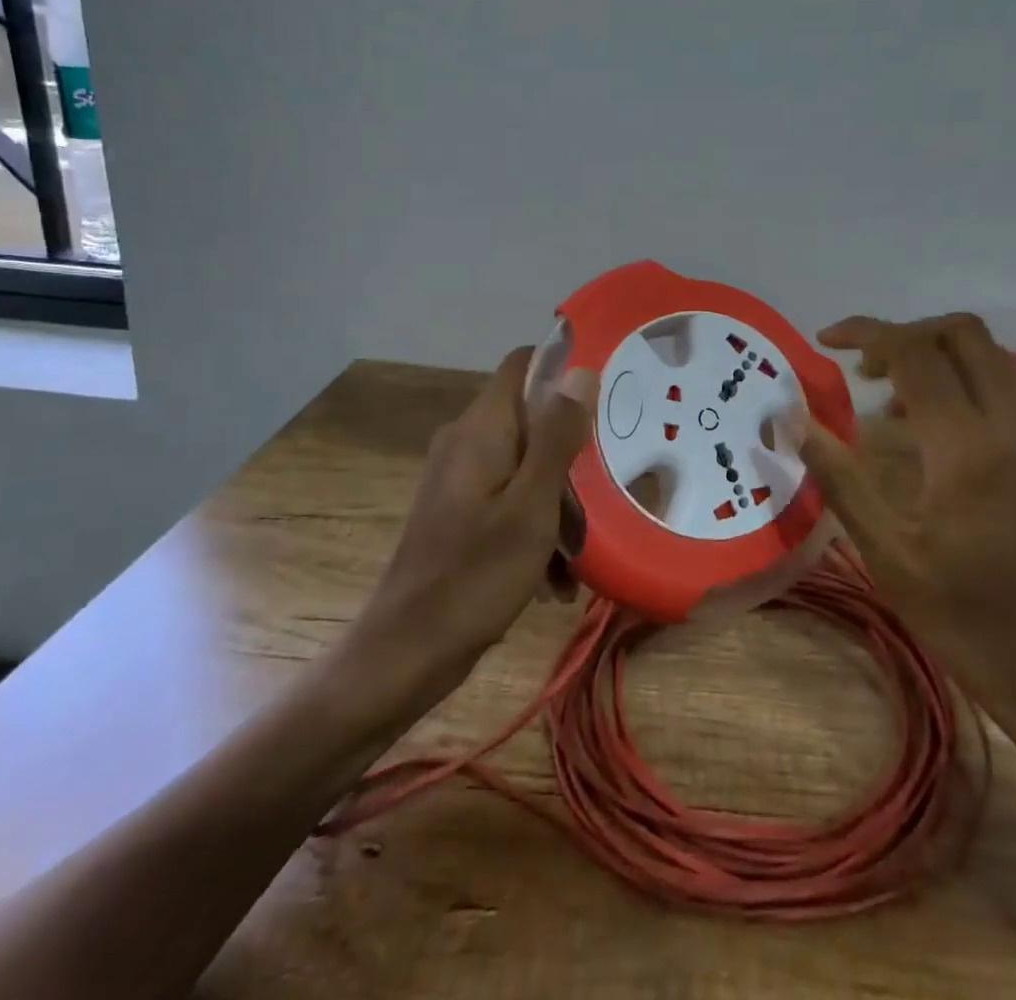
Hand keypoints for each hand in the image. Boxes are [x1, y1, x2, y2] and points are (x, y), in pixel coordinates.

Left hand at [354, 348, 597, 698]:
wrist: (406, 652)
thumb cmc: (475, 575)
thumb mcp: (531, 505)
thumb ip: (557, 436)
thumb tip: (580, 371)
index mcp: (482, 428)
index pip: (523, 363)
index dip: (564, 367)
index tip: (607, 394)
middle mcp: (466, 441)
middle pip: (531, 417)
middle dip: (571, 449)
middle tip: (608, 484)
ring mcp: (460, 478)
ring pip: (525, 462)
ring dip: (559, 498)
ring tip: (581, 549)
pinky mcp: (459, 511)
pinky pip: (510, 497)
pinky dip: (536, 523)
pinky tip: (555, 574)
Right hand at [793, 314, 1015, 749]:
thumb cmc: (974, 626)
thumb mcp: (890, 555)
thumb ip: (839, 476)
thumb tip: (793, 419)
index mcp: (971, 448)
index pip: (914, 352)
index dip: (865, 333)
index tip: (825, 340)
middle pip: (962, 333)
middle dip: (905, 335)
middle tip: (862, 371)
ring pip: (992, 358)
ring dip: (938, 360)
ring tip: (892, 409)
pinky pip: (1013, 393)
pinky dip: (968, 388)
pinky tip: (939, 440)